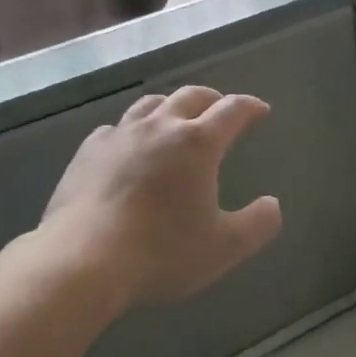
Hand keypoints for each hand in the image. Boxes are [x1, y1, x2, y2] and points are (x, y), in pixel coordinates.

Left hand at [39, 86, 282, 308]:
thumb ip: (257, 224)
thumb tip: (273, 205)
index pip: (232, 110)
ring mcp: (121, 134)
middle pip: (192, 96)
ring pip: (151, 104)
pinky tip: (128, 146)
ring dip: (171, 106)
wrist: (82, 260)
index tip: (260, 111)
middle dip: (212, 99)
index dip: (250, 107)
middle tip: (220, 109)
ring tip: (176, 119)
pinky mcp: (89, 150)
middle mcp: (161, 126)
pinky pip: (115, 128)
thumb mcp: (223, 248)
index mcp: (198, 143)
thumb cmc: (160, 252)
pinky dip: (131, 131)